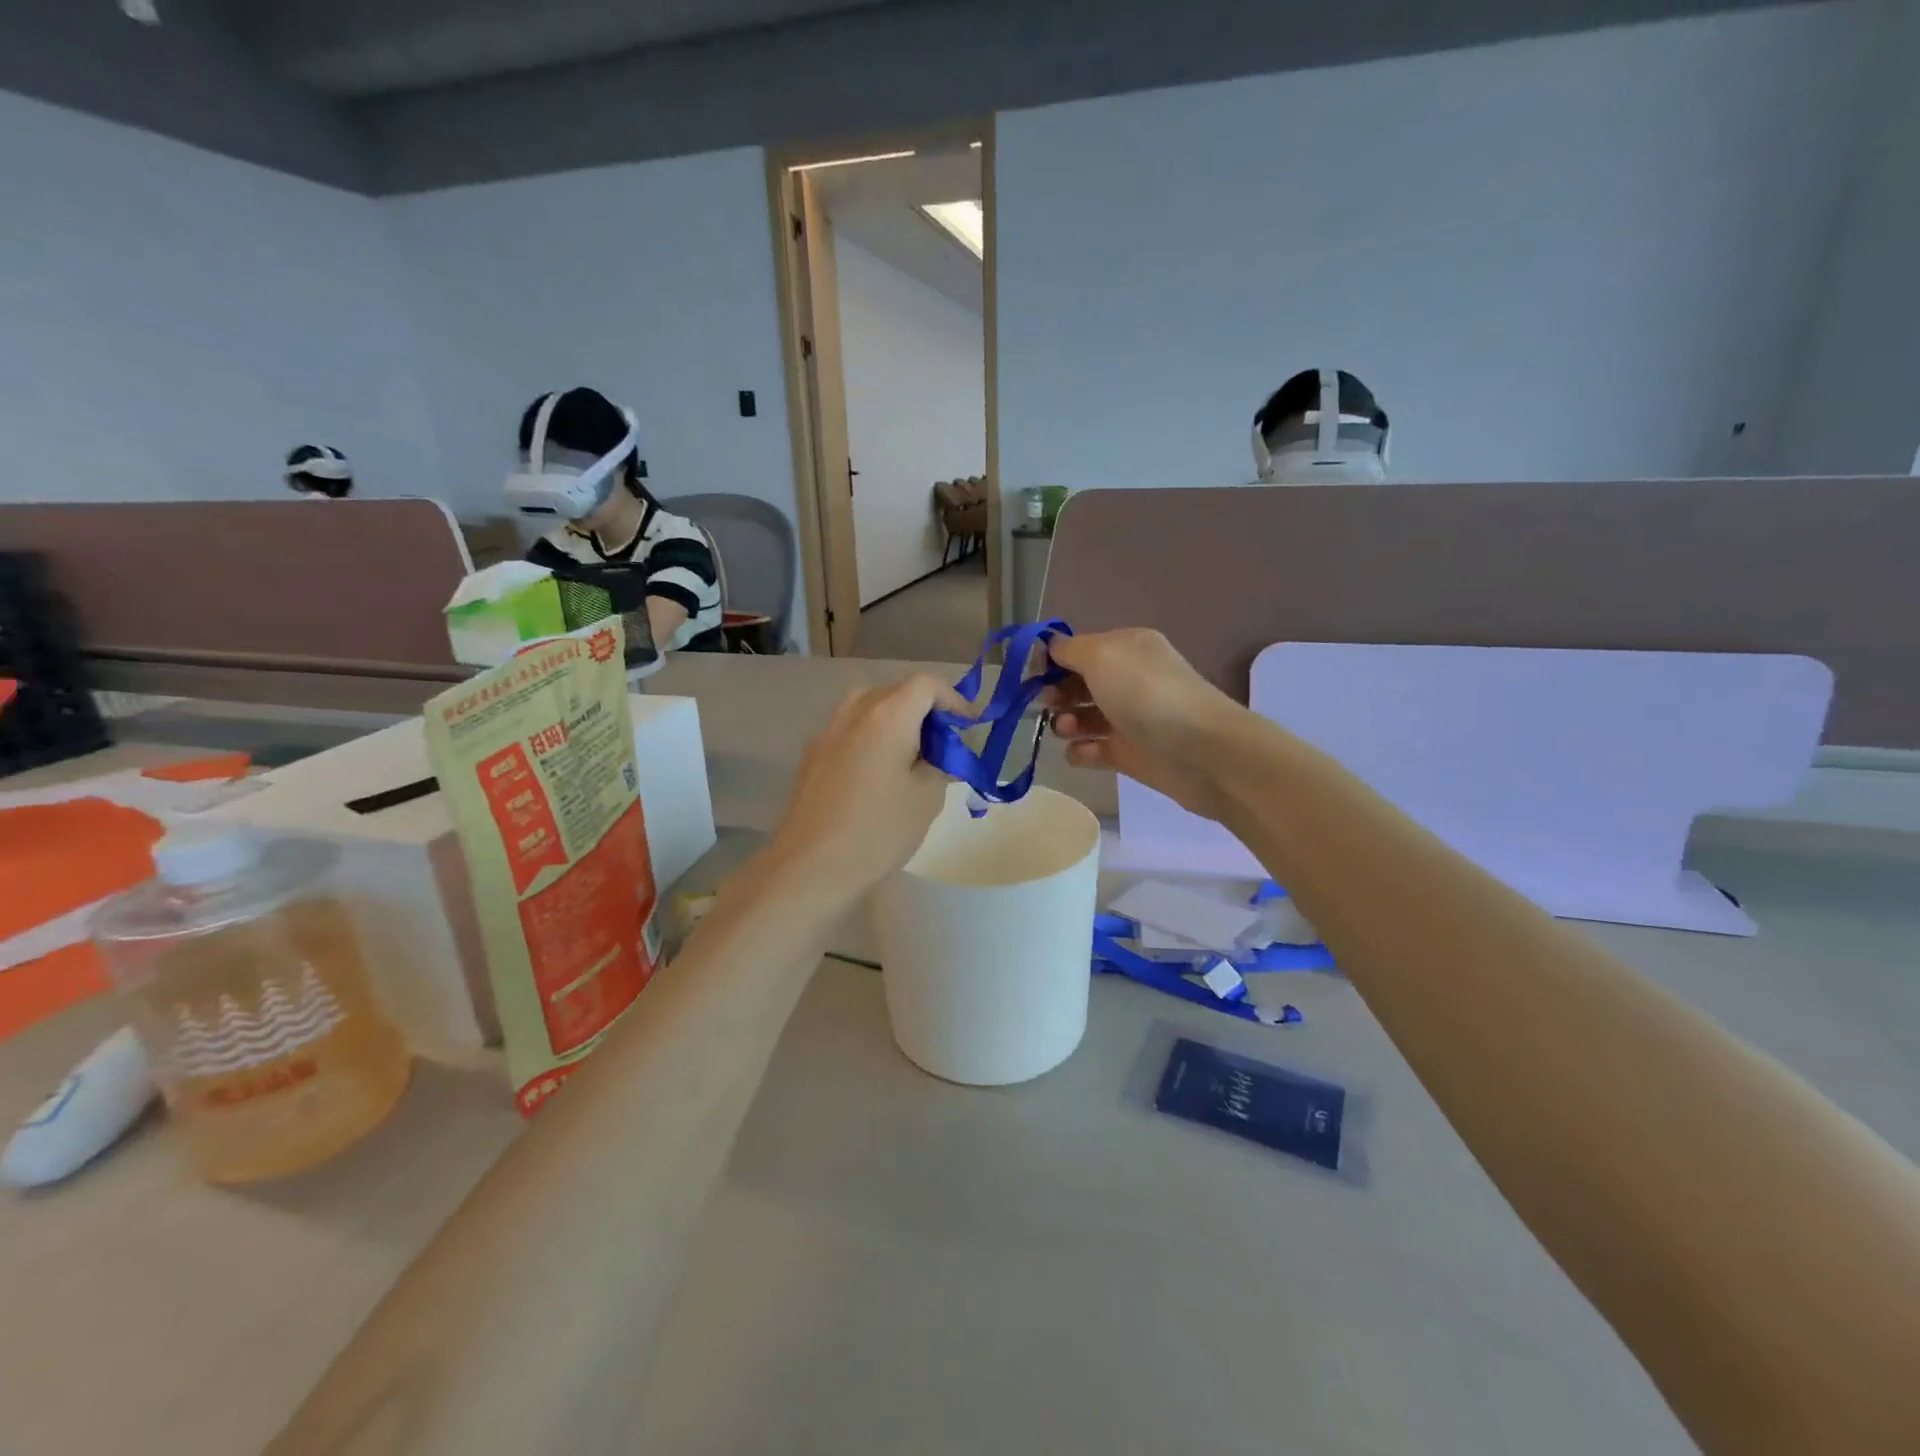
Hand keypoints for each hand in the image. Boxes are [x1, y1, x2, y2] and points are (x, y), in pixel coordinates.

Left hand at [767, 675, 968, 903]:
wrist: (810, 866)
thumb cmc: (878, 831)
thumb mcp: (927, 798)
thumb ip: (941, 765)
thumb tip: (941, 755)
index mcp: (887, 716)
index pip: (926, 685)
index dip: (954, 700)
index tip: (969, 726)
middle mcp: (854, 712)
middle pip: (896, 692)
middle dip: (926, 711)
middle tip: (944, 744)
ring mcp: (827, 732)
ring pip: (869, 708)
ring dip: (896, 722)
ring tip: (912, 757)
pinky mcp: (812, 756)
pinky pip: (850, 731)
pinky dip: (872, 738)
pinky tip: (879, 774)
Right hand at [1043, 629, 1245, 821]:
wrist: (1200, 751)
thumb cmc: (1146, 694)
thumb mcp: (1102, 656)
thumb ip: (1069, 649)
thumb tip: (1050, 647)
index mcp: (1127, 648)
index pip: (1080, 649)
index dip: (1052, 660)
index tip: (1028, 674)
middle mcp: (1130, 680)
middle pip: (1079, 684)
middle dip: (1056, 692)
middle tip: (1046, 703)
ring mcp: (1131, 719)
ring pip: (1084, 718)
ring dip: (1066, 723)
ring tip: (1065, 730)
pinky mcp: (1131, 754)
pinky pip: (1095, 751)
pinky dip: (1083, 752)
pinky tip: (1082, 753)